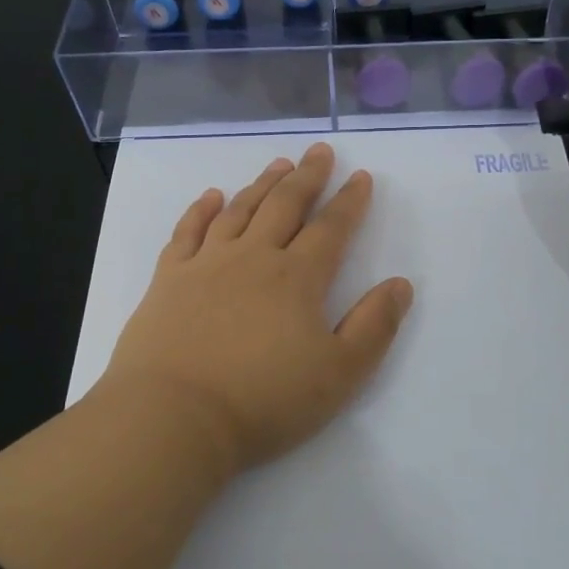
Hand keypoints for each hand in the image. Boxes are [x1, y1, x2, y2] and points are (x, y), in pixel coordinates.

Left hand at [98, 141, 414, 474]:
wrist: (173, 418)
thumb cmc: (263, 400)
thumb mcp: (339, 374)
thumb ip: (374, 327)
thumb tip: (400, 284)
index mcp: (297, 278)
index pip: (331, 229)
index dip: (350, 201)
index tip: (361, 176)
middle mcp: (253, 258)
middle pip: (285, 206)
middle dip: (307, 176)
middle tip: (319, 150)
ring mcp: (206, 265)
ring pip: (240, 211)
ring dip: (262, 184)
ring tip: (278, 164)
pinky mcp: (168, 280)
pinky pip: (187, 232)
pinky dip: (201, 210)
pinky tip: (212, 196)